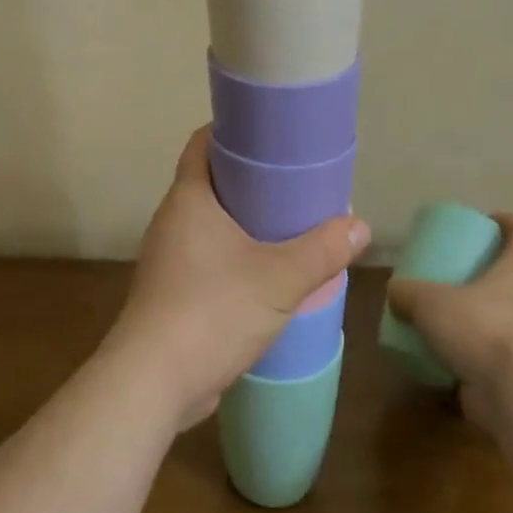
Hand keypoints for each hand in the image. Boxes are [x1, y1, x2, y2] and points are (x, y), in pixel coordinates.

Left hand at [102, 126, 370, 431]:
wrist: (153, 382)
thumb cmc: (212, 311)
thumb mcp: (279, 279)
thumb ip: (322, 251)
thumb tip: (359, 225)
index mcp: (189, 198)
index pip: (203, 143)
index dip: (232, 131)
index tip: (269, 132)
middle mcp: (173, 220)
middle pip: (211, 181)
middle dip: (249, 178)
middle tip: (292, 179)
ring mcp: (169, 258)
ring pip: (210, 222)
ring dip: (243, 220)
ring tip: (287, 223)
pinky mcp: (172, 291)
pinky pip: (206, 256)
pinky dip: (234, 254)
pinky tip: (266, 271)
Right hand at [385, 213, 512, 433]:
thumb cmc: (481, 329)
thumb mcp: (431, 301)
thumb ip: (408, 293)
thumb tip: (395, 292)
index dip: (509, 222)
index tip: (488, 219)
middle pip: (507, 279)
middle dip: (478, 275)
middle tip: (445, 274)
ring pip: (494, 320)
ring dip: (469, 319)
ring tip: (434, 318)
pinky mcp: (511, 377)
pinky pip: (484, 358)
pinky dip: (463, 356)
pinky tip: (434, 358)